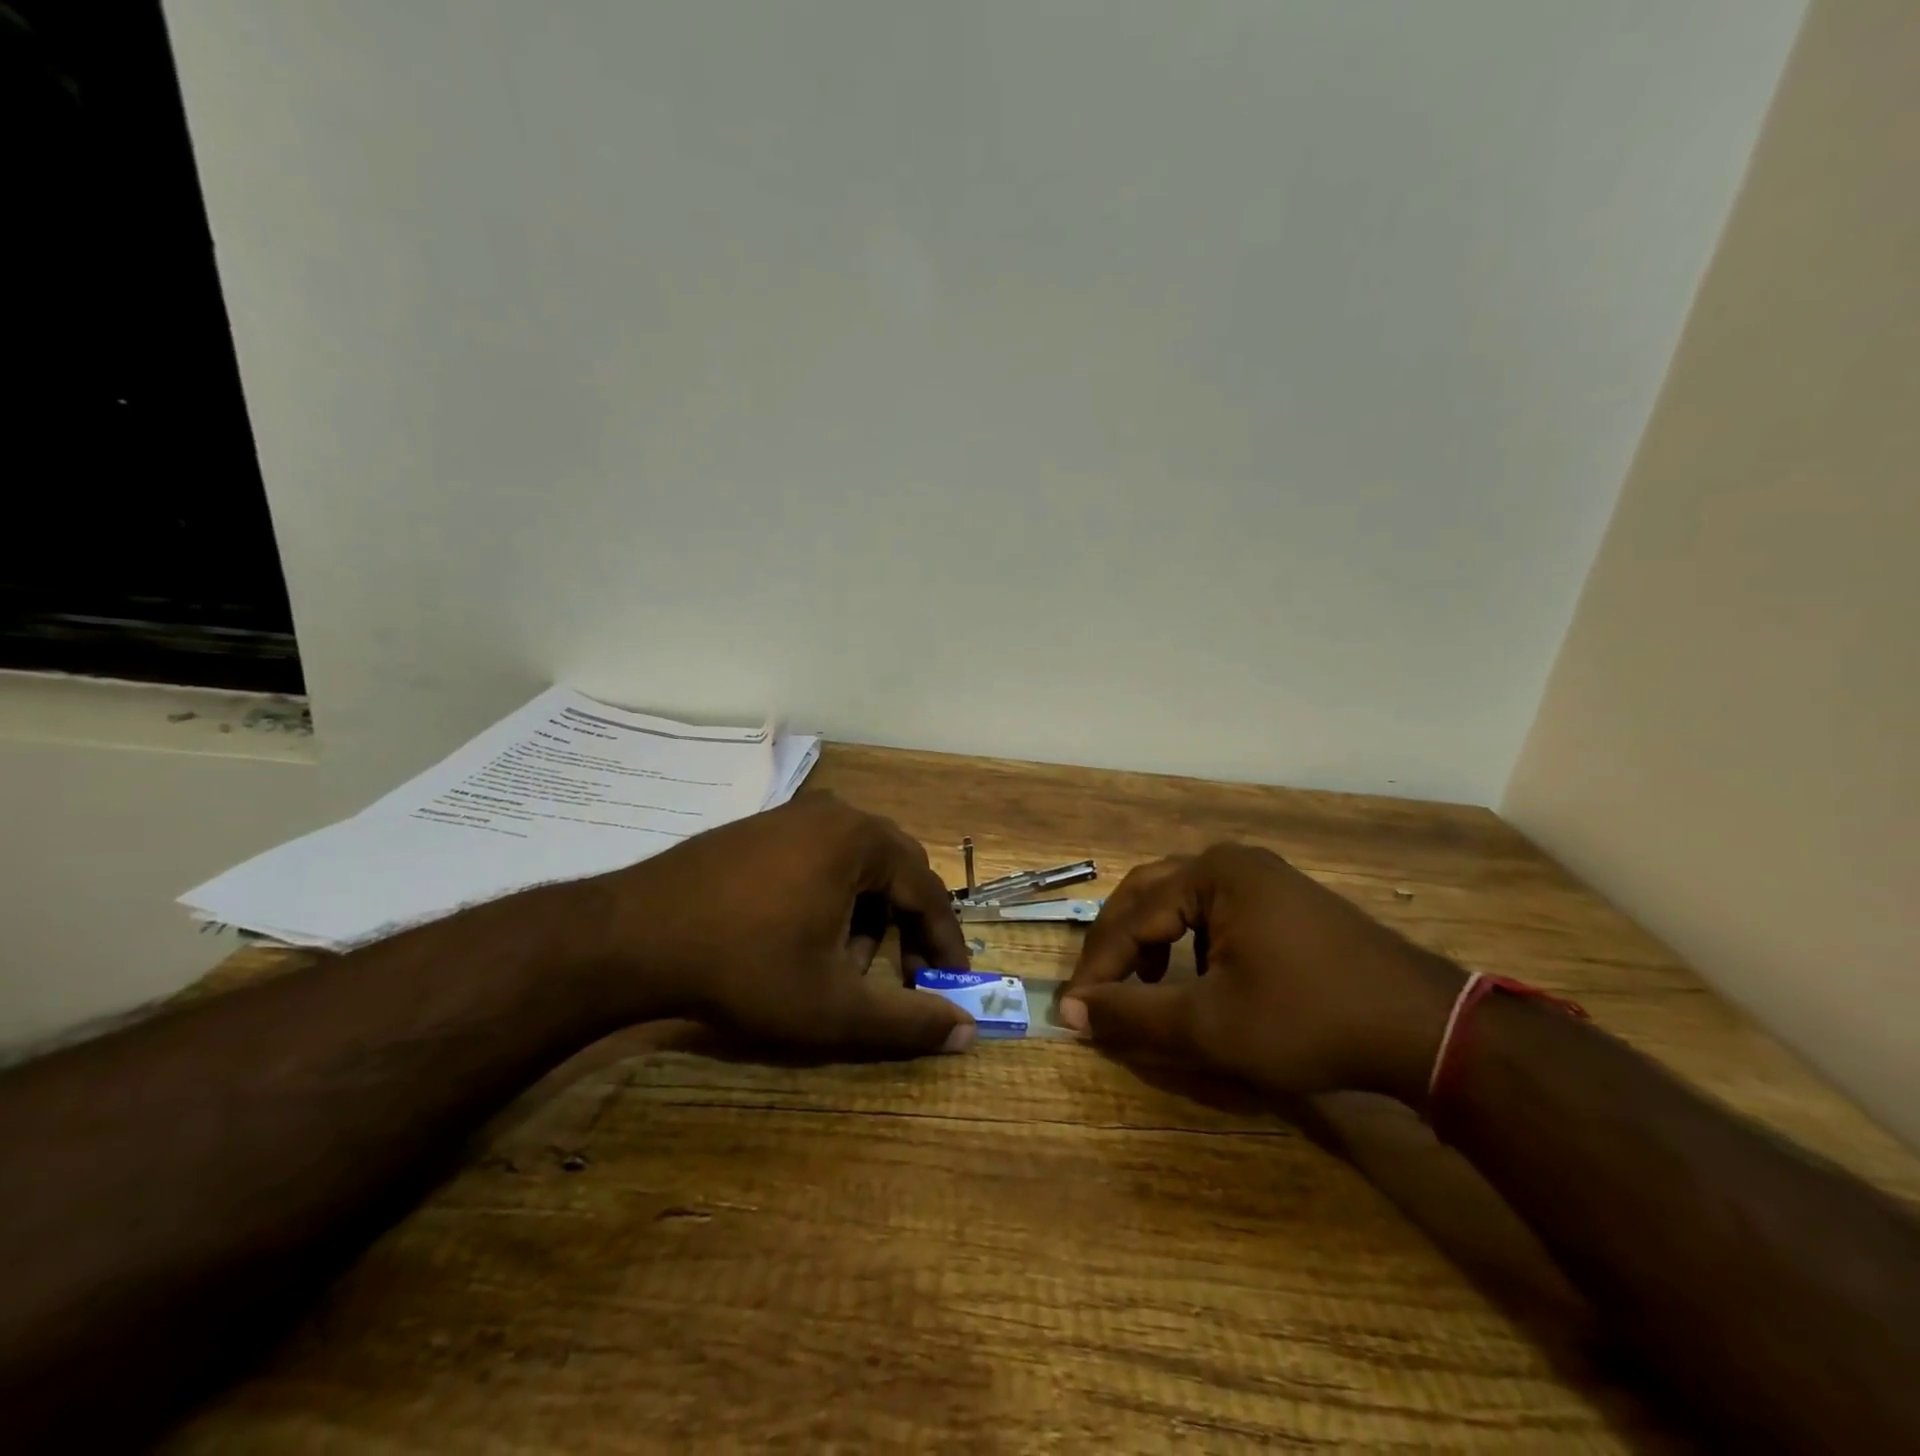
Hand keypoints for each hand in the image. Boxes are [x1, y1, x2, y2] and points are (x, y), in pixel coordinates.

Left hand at [592, 793, 976, 1057]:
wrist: (632, 936)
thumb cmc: (746, 968)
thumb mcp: (834, 1007)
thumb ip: (907, 1023)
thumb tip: (967, 1034)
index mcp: (862, 840)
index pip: (927, 890)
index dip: (945, 942)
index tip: (952, 983)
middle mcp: (834, 813)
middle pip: (895, 870)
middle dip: (905, 927)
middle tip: (904, 975)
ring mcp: (792, 815)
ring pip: (857, 864)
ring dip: (866, 914)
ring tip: (844, 964)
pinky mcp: (759, 828)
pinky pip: (819, 857)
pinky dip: (831, 897)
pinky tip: (804, 937)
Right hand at [1058, 844, 1464, 1105]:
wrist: (1425, 1028)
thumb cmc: (1309, 1019)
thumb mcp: (1211, 1025)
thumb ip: (1134, 1015)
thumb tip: (1072, 1012)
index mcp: (1211, 873)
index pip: (1130, 917)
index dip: (1097, 968)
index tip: (1074, 1013)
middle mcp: (1232, 862)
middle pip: (1148, 896)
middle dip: (1118, 947)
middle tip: (1099, 994)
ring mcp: (1263, 878)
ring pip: (1180, 904)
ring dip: (1151, 944)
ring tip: (1141, 988)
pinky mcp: (1284, 902)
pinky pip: (1214, 913)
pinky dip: (1188, 945)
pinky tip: (1194, 981)